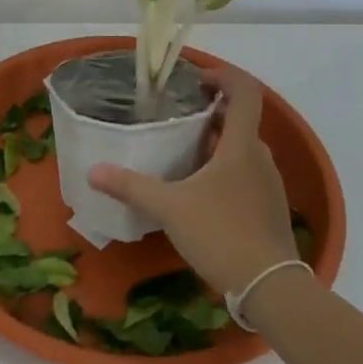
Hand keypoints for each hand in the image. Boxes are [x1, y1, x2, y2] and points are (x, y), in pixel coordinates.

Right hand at [88, 68, 297, 296]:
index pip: (245, 91)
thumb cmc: (220, 233)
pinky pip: (246, 175)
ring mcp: (269, 184)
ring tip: (183, 155)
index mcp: (241, 145)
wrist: (268, 286)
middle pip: (240, 121)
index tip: (197, 81)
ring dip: (217, 144)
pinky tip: (200, 194)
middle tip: (178, 119)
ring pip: (243, 150)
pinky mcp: (269, 209)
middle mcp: (260, 157)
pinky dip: (225, 171)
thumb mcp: (169, 208)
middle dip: (211, 114)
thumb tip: (93, 171)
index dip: (224, 77)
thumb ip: (131, 187)